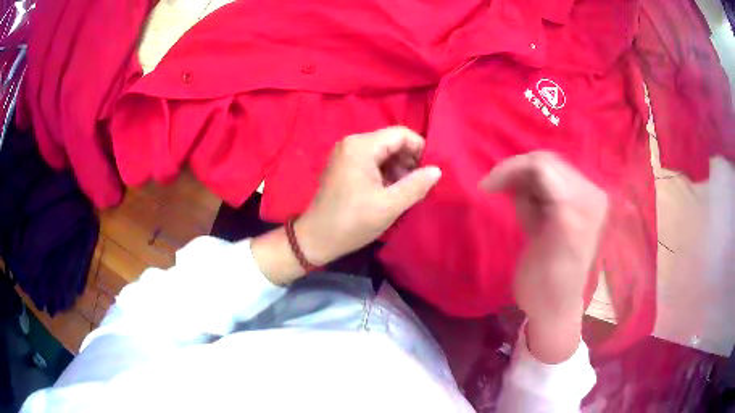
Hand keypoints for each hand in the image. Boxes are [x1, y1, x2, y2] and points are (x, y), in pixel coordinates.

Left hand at [295, 126, 441, 265]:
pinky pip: (372, 162)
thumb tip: (437, 170)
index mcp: (361, 146)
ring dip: (399, 169)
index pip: (401, 134)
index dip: (420, 149)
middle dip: (409, 161)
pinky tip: (391, 192)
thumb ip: (415, 185)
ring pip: (383, 153)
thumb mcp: (388, 206)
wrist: (316, 239)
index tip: (429, 172)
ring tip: (406, 192)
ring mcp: (346, 154)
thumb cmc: (351, 222)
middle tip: (418, 186)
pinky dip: (386, 173)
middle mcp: (352, 143)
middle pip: (392, 142)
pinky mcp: (344, 166)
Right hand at [480, 152, 607, 362]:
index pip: (544, 167)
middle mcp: (589, 194)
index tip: (485, 187)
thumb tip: (522, 184)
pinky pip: (547, 178)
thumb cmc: (544, 290)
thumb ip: (539, 213)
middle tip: (493, 192)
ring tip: (516, 208)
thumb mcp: (542, 255)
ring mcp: (584, 195)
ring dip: (522, 182)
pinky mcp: (576, 199)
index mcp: (583, 207)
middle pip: (545, 162)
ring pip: (544, 167)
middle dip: (515, 173)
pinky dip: (530, 188)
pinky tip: (528, 209)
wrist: (555, 307)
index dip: (511, 170)